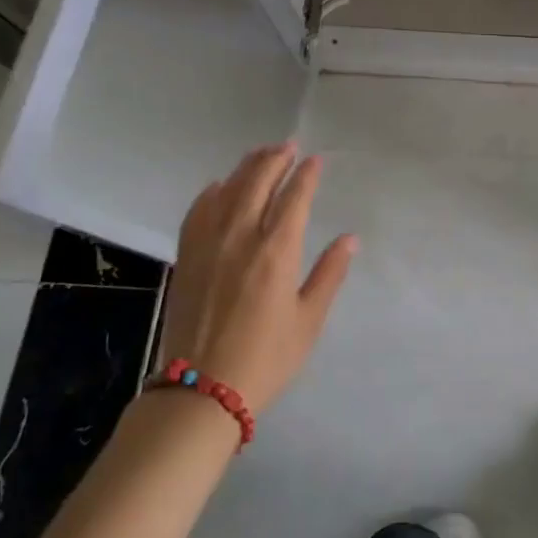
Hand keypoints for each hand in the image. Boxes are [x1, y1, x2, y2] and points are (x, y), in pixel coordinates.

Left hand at [158, 143, 356, 411]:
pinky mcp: (187, 258)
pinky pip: (198, 212)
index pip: (295, 198)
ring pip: (229, 190)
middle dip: (276, 159)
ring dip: (247, 167)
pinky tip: (220, 186)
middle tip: (289, 146)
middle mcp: (242, 238)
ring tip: (261, 154)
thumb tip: (349, 238)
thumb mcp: (308, 321)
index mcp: (277, 252)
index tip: (316, 160)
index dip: (306, 175)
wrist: (200, 392)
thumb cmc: (265, 359)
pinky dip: (211, 192)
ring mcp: (209, 245)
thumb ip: (329, 275)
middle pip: (259, 183)